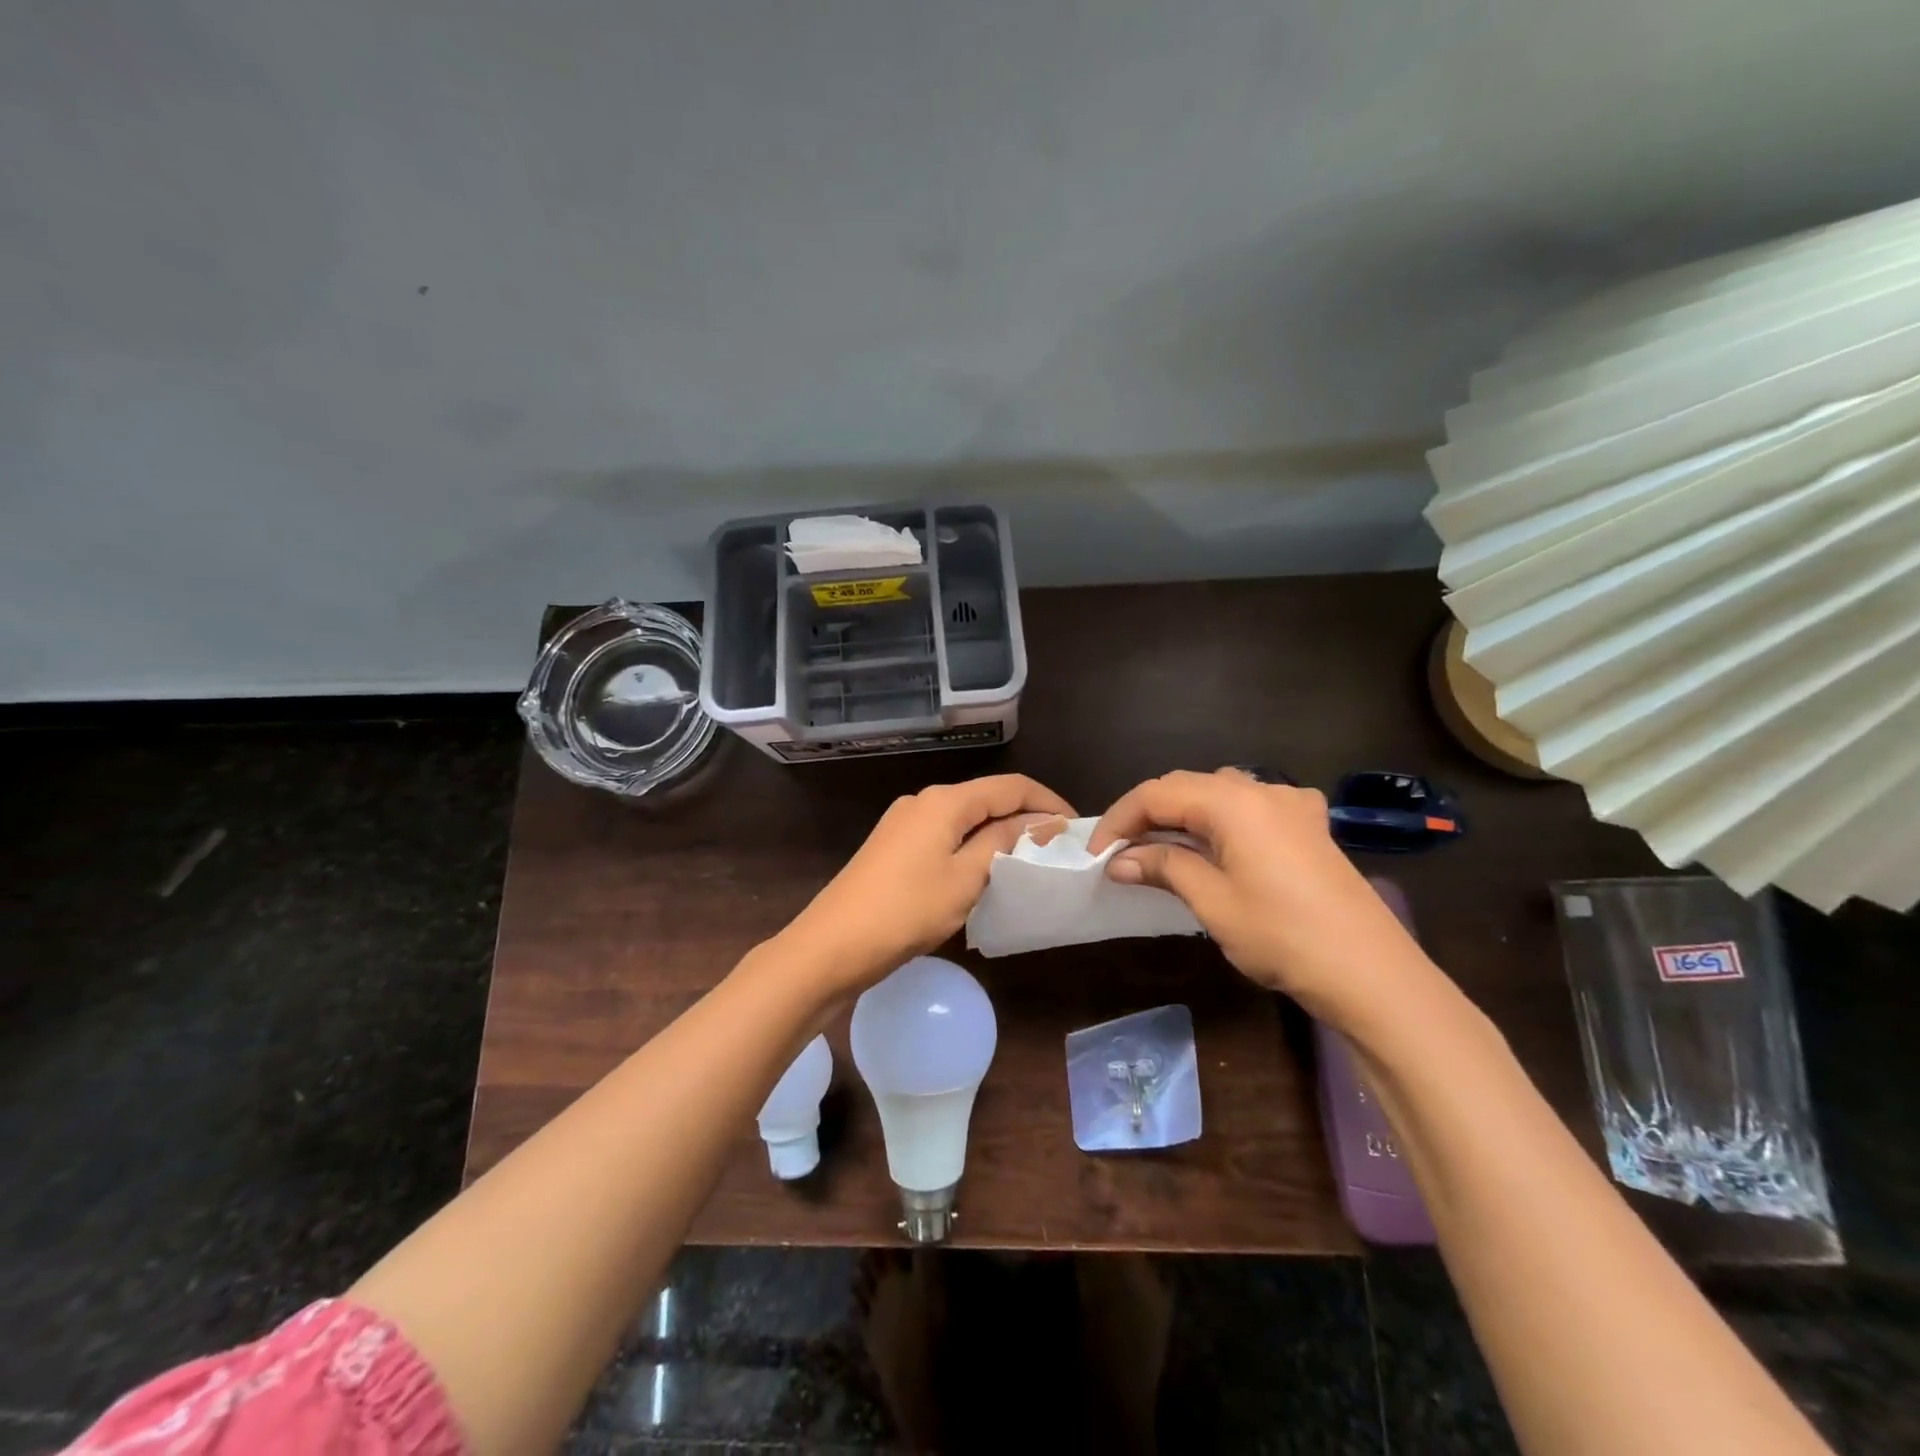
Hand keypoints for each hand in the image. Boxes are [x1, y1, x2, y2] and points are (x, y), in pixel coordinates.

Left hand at [784, 774, 1074, 991]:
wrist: (831, 946)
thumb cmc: (906, 910)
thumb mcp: (966, 877)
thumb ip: (1004, 842)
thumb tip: (1040, 821)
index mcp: (944, 801)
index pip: (1010, 786)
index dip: (1047, 801)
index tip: (1076, 827)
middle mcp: (923, 801)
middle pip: (986, 799)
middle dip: (1024, 817)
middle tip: (1057, 849)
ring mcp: (904, 823)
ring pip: (965, 819)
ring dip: (998, 835)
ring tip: (1028, 862)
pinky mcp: (893, 847)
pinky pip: (944, 837)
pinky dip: (971, 848)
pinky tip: (984, 873)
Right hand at [1087, 768, 1436, 1025]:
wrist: (1371, 973)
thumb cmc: (1283, 936)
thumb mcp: (1212, 902)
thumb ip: (1164, 867)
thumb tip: (1119, 860)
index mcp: (1232, 801)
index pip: (1156, 794)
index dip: (1119, 819)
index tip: (1096, 854)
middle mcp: (1261, 789)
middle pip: (1186, 786)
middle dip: (1147, 814)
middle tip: (1121, 853)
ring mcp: (1291, 804)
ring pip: (1218, 792)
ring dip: (1183, 815)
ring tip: (1162, 849)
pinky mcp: (1310, 826)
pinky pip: (1252, 806)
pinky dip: (1221, 819)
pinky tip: (1222, 843)